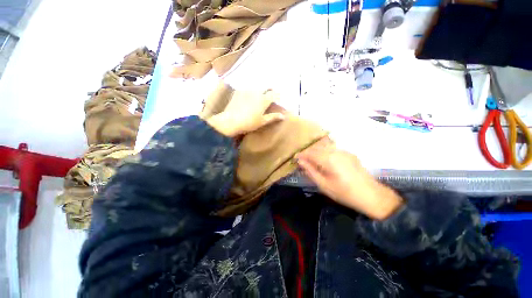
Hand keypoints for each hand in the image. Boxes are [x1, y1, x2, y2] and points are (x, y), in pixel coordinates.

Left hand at [206, 90, 284, 136]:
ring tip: (260, 95)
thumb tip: (283, 116)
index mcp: (264, 100)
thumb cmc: (249, 123)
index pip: (274, 94)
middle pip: (266, 87)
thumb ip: (273, 117)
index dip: (277, 95)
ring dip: (261, 90)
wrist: (231, 121)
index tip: (278, 98)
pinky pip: (247, 89)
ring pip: (257, 87)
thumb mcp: (262, 121)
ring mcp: (247, 91)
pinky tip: (249, 96)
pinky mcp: (239, 92)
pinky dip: (251, 91)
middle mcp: (257, 92)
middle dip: (270, 90)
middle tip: (270, 95)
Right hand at [297, 139, 402, 219]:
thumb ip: (310, 171)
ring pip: (325, 147)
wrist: (371, 195)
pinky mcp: (349, 154)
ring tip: (311, 160)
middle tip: (302, 160)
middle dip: (308, 152)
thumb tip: (300, 161)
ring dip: (316, 151)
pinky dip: (325, 152)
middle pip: (317, 148)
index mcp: (329, 159)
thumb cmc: (344, 193)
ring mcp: (344, 151)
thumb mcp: (323, 184)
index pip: (310, 153)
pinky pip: (333, 149)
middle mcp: (336, 151)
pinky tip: (324, 160)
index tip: (295, 158)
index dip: (301, 155)